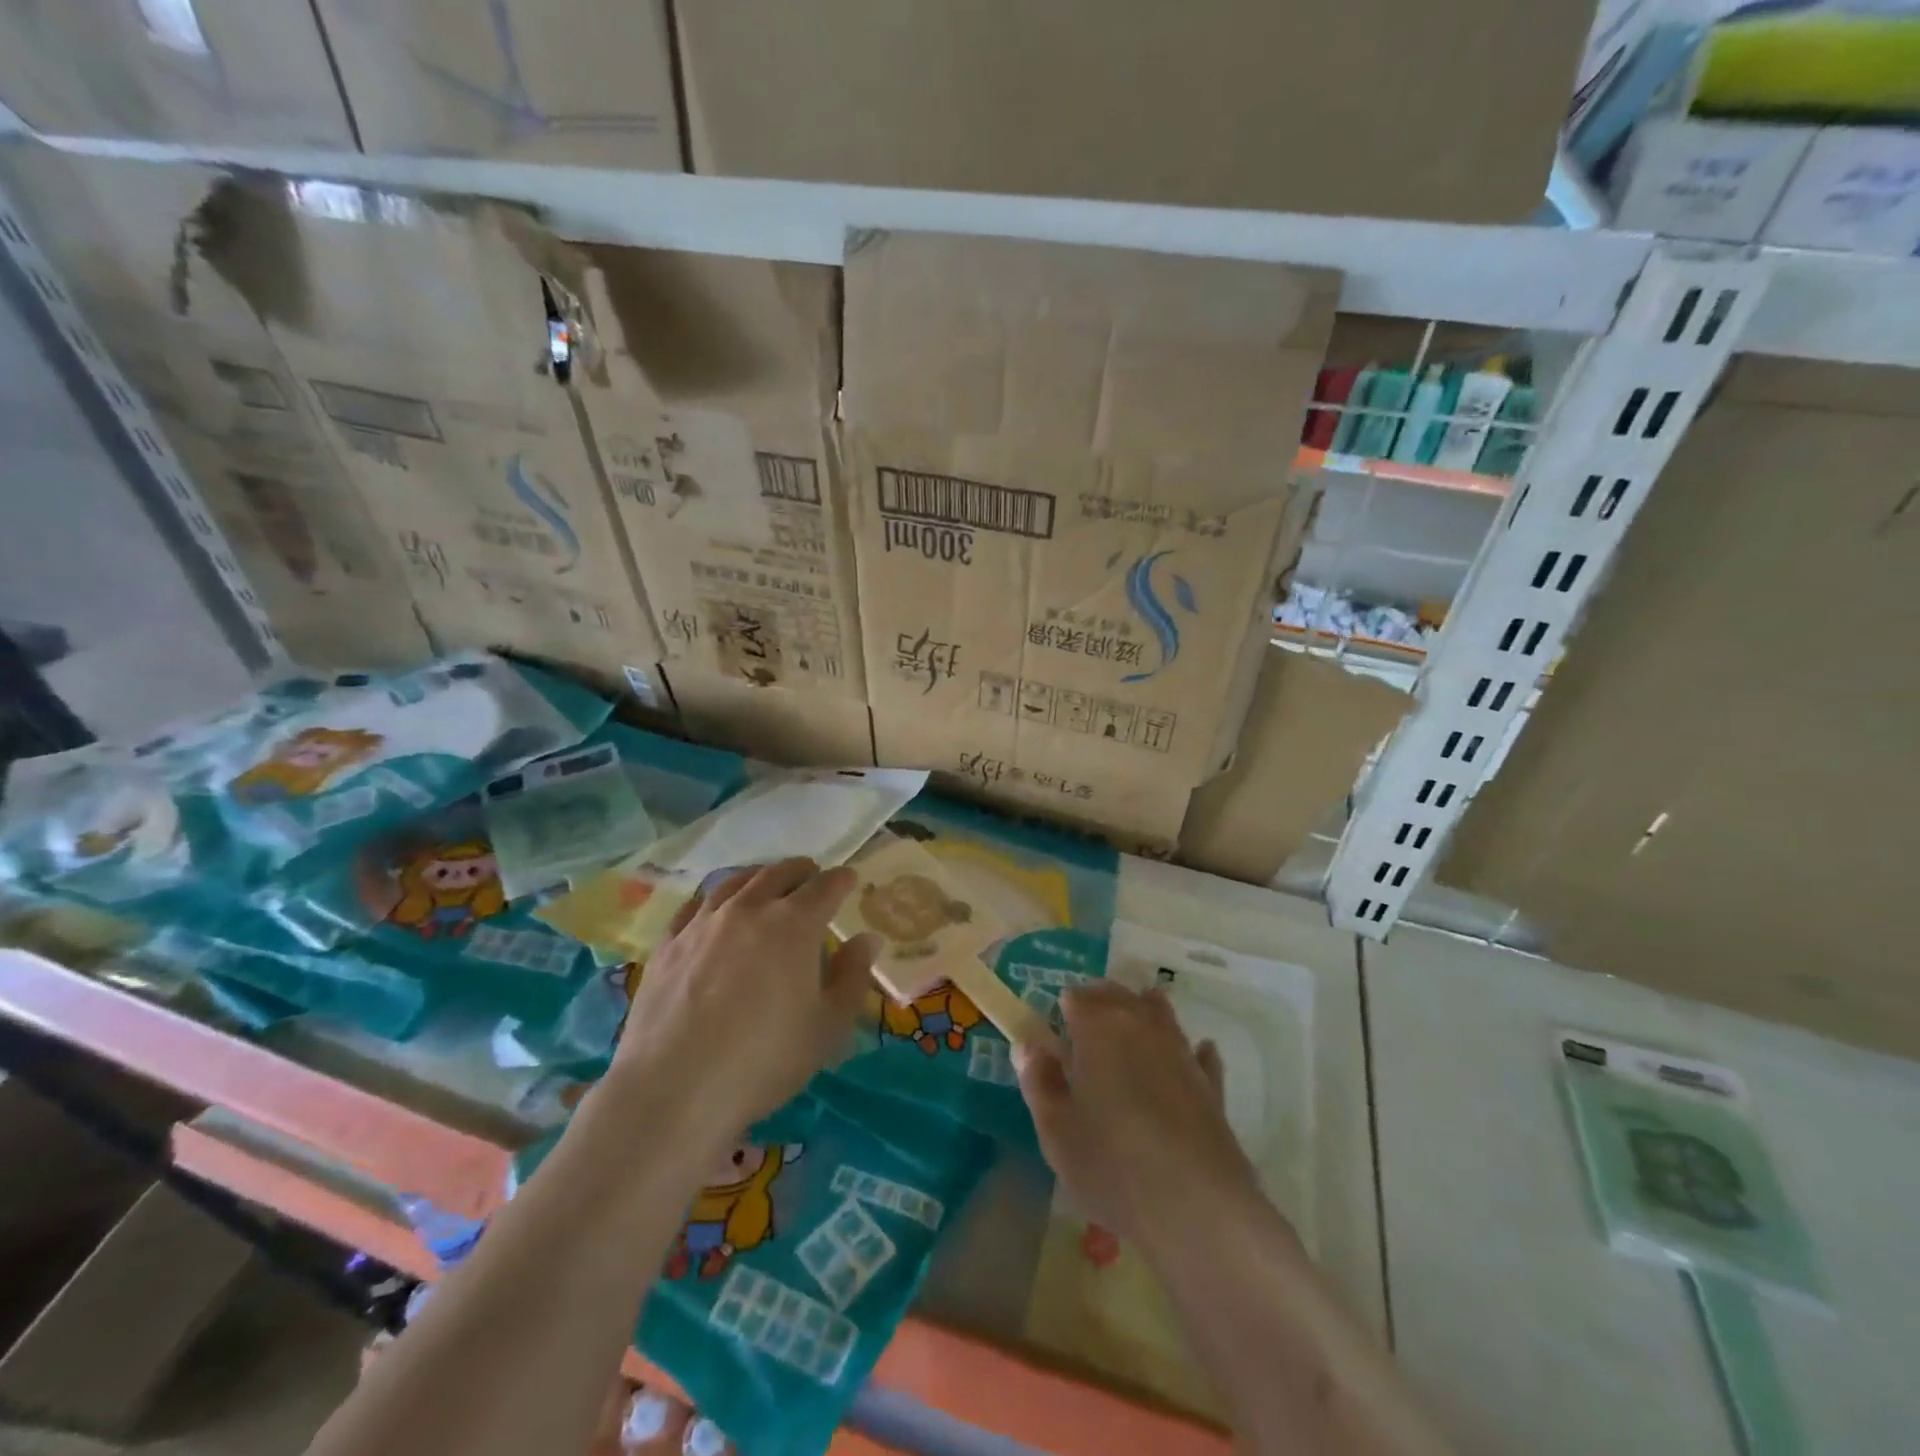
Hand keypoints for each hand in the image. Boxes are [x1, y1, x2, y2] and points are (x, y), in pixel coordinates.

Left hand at [612, 858, 877, 1140]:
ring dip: (758, 876)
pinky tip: (713, 909)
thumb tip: (866, 940)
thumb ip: (852, 977)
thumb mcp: (828, 1026)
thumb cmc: (764, 1059)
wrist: (674, 1089)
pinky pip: (694, 906)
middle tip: (811, 876)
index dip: (841, 880)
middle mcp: (749, 909)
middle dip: (801, 871)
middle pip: (779, 873)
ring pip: (735, 882)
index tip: (849, 879)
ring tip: (765, 882)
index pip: (826, 886)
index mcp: (794, 924)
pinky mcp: (668, 944)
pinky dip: (714, 898)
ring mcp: (703, 923)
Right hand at [1015, 982, 1268, 1252]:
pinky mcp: (1211, 1083)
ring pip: (1159, 1012)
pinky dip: (1192, 1049)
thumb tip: (1029, 1047)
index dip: (1063, 1010)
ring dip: (1143, 1012)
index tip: (1055, 1032)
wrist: (1197, 1206)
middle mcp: (1141, 1025)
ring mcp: (1180, 1050)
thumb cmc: (1112, 1164)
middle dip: (1099, 1002)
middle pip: (1117, 995)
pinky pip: (1198, 1052)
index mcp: (1098, 1027)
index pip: (1076, 997)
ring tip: (1131, 1026)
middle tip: (1085, 1028)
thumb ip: (1039, 1082)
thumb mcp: (1056, 1130)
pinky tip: (1195, 1052)